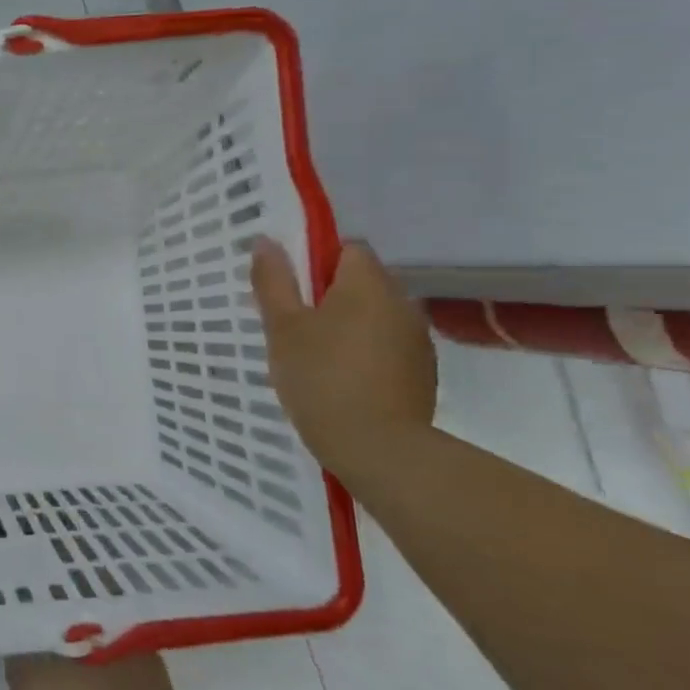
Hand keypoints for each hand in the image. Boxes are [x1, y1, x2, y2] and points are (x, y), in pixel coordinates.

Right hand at [249, 237, 436, 476]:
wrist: (378, 448)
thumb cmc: (321, 378)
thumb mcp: (282, 328)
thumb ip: (274, 282)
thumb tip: (266, 240)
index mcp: (367, 283)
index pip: (347, 249)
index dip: (316, 263)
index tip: (291, 293)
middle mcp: (401, 301)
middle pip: (361, 282)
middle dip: (329, 297)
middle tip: (293, 329)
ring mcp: (417, 338)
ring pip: (374, 315)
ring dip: (348, 326)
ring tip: (315, 359)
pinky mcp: (422, 371)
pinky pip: (387, 345)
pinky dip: (365, 353)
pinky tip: (342, 382)